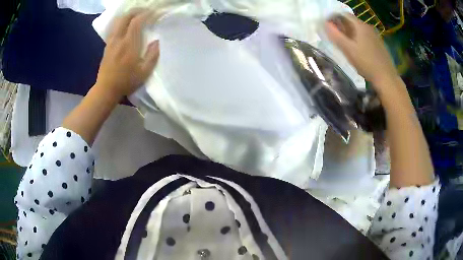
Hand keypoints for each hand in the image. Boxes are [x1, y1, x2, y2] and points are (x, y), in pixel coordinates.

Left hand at [95, 9, 159, 99]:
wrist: (106, 89)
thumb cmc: (126, 82)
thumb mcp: (144, 72)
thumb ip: (152, 55)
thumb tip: (156, 41)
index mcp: (129, 45)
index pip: (137, 22)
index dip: (147, 14)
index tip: (156, 13)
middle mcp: (119, 39)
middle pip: (126, 17)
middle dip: (137, 10)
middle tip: (146, 11)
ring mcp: (111, 41)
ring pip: (118, 21)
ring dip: (128, 15)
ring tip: (137, 16)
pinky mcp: (107, 45)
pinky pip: (114, 28)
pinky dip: (121, 22)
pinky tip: (126, 25)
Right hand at [325, 15, 398, 94]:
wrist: (386, 78)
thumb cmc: (366, 63)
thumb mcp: (348, 50)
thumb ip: (336, 36)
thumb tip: (325, 24)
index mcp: (360, 25)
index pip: (344, 14)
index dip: (334, 18)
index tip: (329, 27)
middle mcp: (368, 27)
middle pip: (352, 22)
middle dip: (342, 26)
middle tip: (336, 37)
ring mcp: (375, 35)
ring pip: (359, 30)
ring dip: (350, 33)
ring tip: (346, 44)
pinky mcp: (379, 44)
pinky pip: (365, 37)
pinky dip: (359, 39)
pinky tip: (358, 50)